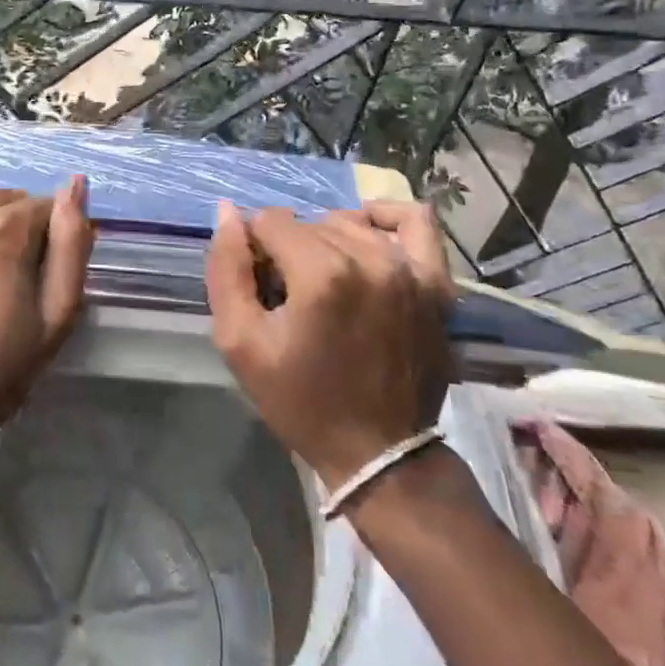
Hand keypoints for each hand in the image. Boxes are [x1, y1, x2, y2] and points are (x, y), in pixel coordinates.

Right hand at [205, 199, 454, 489]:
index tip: (259, 287)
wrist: (379, 454)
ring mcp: (410, 270)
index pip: (269, 222)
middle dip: (287, 249)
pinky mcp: (437, 284)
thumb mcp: (239, 342)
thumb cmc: (300, 401)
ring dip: (326, 242)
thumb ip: (226, 269)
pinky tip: (366, 236)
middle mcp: (370, 259)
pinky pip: (415, 221)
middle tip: (288, 294)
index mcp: (322, 274)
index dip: (254, 250)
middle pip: (308, 222)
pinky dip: (385, 218)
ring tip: (323, 283)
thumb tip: (228, 211)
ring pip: (349, 223)